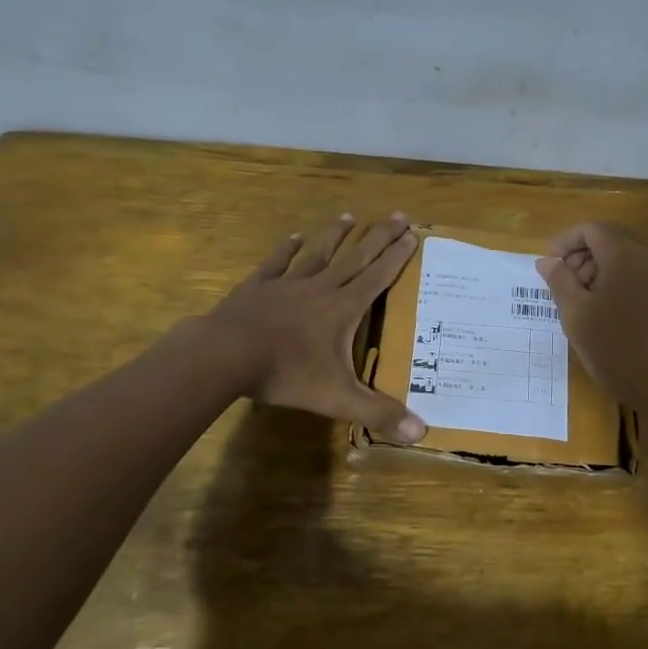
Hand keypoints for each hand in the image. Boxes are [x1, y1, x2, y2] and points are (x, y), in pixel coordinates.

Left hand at [208, 213, 426, 441]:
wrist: (226, 355)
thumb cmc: (286, 373)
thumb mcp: (337, 398)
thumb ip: (378, 412)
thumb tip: (421, 433)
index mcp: (343, 308)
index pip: (378, 277)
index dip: (397, 256)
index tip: (413, 234)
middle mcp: (320, 288)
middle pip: (355, 257)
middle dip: (378, 236)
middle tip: (397, 215)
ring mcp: (287, 283)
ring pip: (318, 253)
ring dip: (336, 235)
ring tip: (349, 216)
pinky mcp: (257, 286)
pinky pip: (277, 262)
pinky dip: (286, 249)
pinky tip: (294, 236)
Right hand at [536, 222, 647, 411]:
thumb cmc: (614, 347)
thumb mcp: (575, 314)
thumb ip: (559, 281)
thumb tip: (547, 261)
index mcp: (624, 256)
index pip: (592, 229)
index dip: (566, 241)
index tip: (549, 265)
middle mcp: (647, 258)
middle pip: (610, 238)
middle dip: (582, 253)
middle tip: (562, 282)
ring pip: (623, 256)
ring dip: (597, 267)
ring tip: (579, 298)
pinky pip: (636, 273)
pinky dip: (614, 279)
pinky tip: (601, 308)